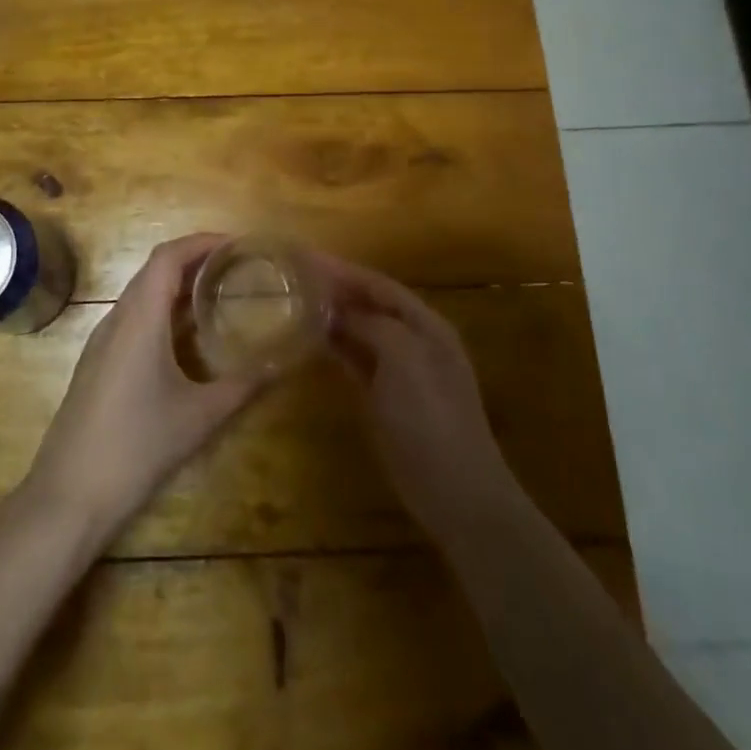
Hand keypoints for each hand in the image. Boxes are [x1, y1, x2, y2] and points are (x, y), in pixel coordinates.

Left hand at [22, 234, 263, 541]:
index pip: (168, 256)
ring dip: (177, 286)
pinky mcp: (97, 364)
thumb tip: (280, 364)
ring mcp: (101, 342)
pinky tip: (186, 338)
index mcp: (139, 318)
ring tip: (218, 294)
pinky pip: (132, 319)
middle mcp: (116, 319)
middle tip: (237, 267)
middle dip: (194, 260)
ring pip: (141, 295)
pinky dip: (162, 311)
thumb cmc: (137, 447)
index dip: (201, 241)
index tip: (237, 244)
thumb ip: (242, 386)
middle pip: (154, 270)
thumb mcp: (199, 417)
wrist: (68, 496)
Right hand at [320, 256, 515, 544]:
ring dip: (334, 317)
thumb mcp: (403, 359)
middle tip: (294, 278)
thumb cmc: (431, 418)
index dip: (344, 270)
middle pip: (371, 305)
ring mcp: (402, 372)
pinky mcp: (387, 399)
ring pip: (362, 332)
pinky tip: (312, 341)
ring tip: (296, 302)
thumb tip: (340, 311)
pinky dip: (336, 347)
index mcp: (426, 325)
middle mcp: (415, 341)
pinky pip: (357, 361)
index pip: (379, 285)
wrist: (456, 491)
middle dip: (337, 289)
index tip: (305, 258)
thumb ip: (372, 325)